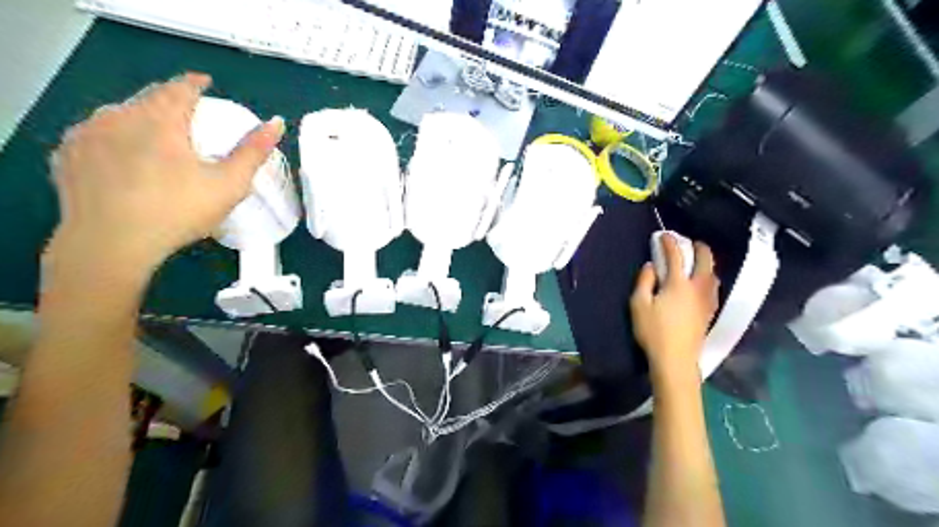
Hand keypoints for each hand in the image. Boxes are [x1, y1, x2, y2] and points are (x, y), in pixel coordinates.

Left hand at [46, 74, 282, 274]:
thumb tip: (276, 122)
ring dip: (141, 118)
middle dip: (169, 101)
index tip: (205, 83)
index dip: (195, 83)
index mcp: (160, 119)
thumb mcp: (228, 184)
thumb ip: (253, 151)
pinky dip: (114, 137)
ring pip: (119, 115)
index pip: (179, 88)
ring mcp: (87, 134)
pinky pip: (96, 135)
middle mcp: (118, 116)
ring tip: (157, 137)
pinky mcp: (68, 155)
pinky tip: (123, 157)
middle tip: (187, 114)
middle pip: (148, 98)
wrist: (111, 244)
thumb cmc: (178, 211)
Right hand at [630, 234, 721, 385]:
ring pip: (713, 274)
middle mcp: (698, 288)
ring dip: (707, 263)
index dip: (669, 243)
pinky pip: (713, 287)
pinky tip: (702, 283)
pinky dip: (708, 277)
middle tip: (691, 242)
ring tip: (698, 261)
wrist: (675, 360)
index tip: (663, 235)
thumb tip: (650, 266)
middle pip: (705, 261)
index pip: (676, 256)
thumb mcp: (639, 305)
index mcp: (679, 284)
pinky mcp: (709, 312)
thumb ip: (644, 282)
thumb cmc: (653, 331)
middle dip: (699, 248)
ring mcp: (707, 301)